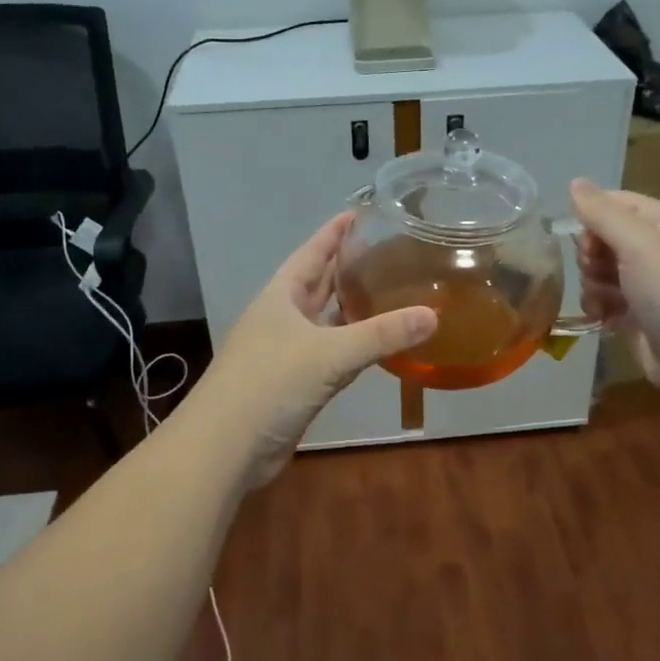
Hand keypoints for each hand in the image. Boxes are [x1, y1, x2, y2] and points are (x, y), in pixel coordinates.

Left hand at [192, 212, 436, 486]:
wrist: (225, 447)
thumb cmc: (270, 384)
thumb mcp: (330, 353)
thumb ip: (382, 334)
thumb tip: (434, 315)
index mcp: (282, 296)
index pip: (312, 252)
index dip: (335, 232)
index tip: (360, 212)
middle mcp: (283, 317)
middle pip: (319, 283)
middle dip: (347, 267)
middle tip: (388, 250)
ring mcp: (287, 352)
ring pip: (326, 321)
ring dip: (352, 308)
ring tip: (390, 291)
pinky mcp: (295, 384)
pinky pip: (331, 354)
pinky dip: (353, 346)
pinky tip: (377, 345)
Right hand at [570, 179, 659, 394]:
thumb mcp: (638, 243)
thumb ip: (602, 212)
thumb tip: (574, 182)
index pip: (614, 203)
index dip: (592, 218)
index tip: (586, 241)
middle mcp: (655, 248)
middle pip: (601, 237)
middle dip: (591, 255)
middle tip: (600, 271)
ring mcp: (645, 283)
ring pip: (598, 270)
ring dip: (592, 284)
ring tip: (605, 301)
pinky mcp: (636, 314)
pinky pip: (602, 299)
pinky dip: (598, 306)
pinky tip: (603, 317)